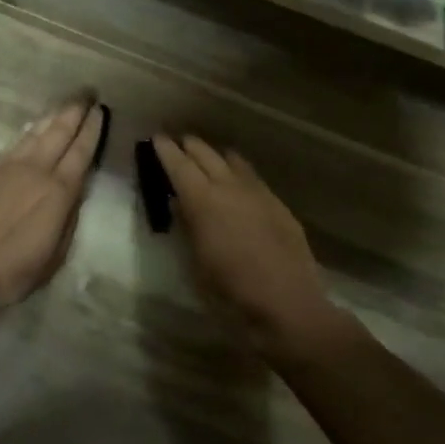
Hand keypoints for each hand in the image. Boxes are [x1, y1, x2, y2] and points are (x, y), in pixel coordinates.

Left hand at [0, 99, 104, 311]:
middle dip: (75, 111)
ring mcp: (7, 168)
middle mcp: (35, 171)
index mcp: (58, 193)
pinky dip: (28, 132)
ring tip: (65, 104)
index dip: (92, 129)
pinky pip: (14, 143)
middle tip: (87, 92)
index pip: (81, 152)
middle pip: (59, 132)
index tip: (100, 110)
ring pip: (35, 133)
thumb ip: (67, 221)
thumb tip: (74, 195)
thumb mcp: (53, 256)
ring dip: (52, 116)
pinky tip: (32, 127)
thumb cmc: (10, 272)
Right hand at [152, 134, 337, 348]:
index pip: (179, 165)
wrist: (287, 305)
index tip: (157, 138)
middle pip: (206, 154)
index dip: (165, 150)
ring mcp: (258, 193)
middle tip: (177, 142)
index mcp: (202, 201)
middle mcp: (230, 187)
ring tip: (206, 156)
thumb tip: (180, 205)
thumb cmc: (229, 292)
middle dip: (189, 145)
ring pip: (233, 160)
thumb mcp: (196, 262)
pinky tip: (237, 181)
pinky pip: (253, 177)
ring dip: (216, 155)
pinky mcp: (279, 205)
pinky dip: (238, 171)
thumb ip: (187, 227)